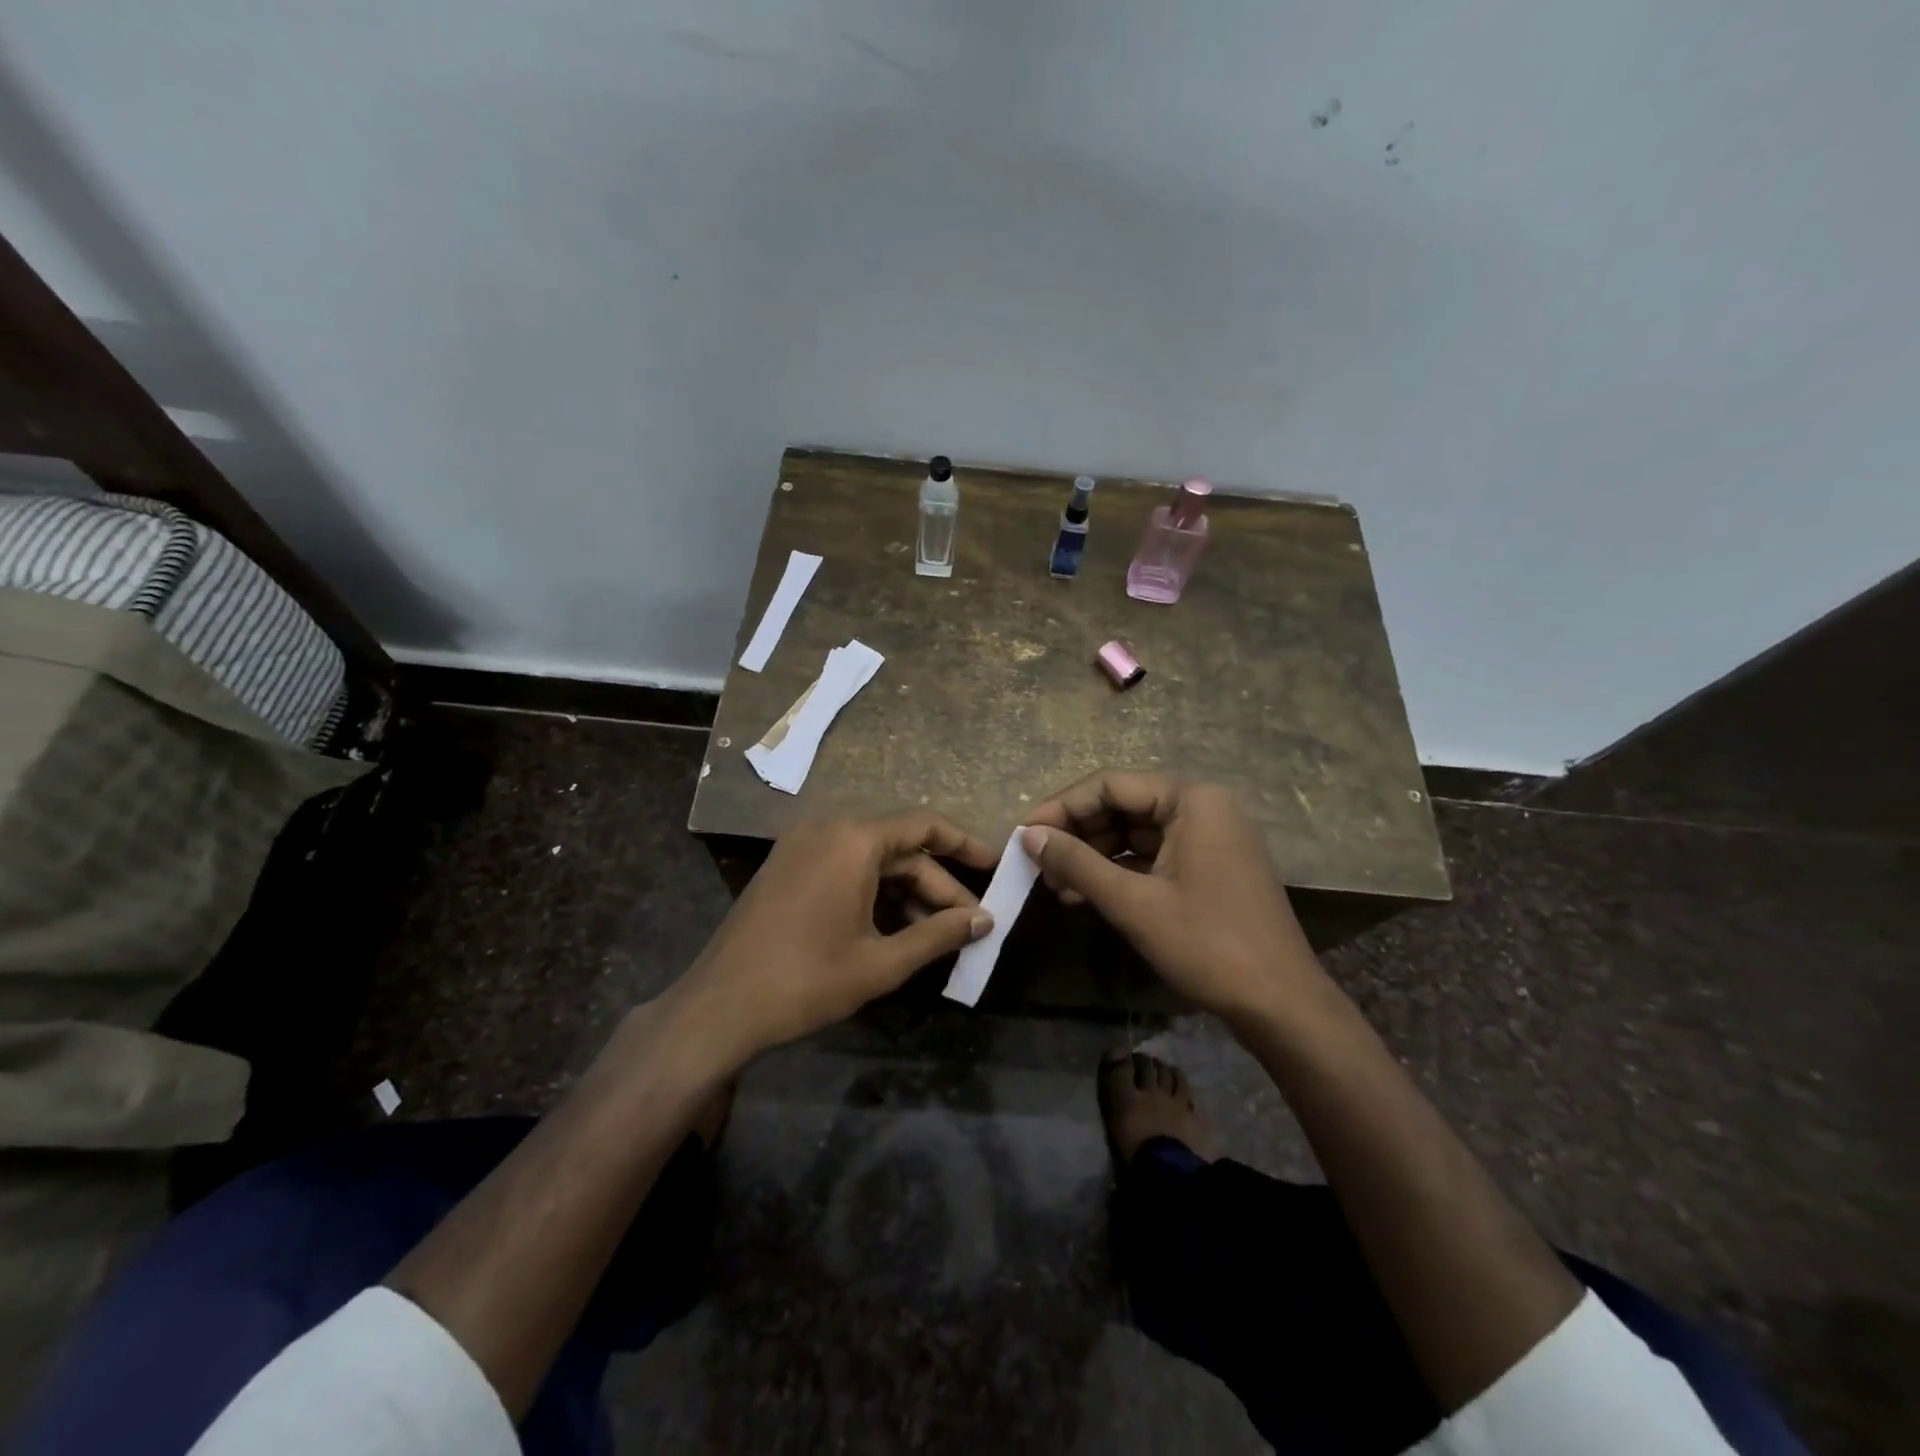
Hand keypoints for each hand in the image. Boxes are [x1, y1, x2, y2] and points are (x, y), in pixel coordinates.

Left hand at [669, 812, 996, 1066]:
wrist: (719, 1007)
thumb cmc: (805, 981)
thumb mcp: (881, 962)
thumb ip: (938, 935)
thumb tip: (985, 920)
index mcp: (854, 838)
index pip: (925, 825)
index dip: (965, 845)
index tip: (994, 866)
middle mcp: (829, 827)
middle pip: (901, 846)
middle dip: (937, 884)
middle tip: (970, 923)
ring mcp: (804, 845)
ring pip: (874, 858)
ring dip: (908, 892)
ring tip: (936, 934)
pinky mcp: (789, 865)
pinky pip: (847, 866)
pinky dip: (876, 892)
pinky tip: (896, 928)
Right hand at [1021, 772, 1324, 1025]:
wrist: (1281, 1005)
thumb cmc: (1207, 945)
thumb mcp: (1133, 902)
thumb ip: (1077, 863)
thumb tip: (1027, 836)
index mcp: (1193, 800)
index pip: (1111, 785)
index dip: (1061, 807)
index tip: (1023, 833)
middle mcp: (1204, 807)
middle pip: (1123, 806)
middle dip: (1077, 834)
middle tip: (1035, 863)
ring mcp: (1210, 838)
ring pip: (1135, 833)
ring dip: (1093, 856)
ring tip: (1053, 885)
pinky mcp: (1210, 867)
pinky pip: (1154, 856)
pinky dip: (1119, 872)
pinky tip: (1085, 894)